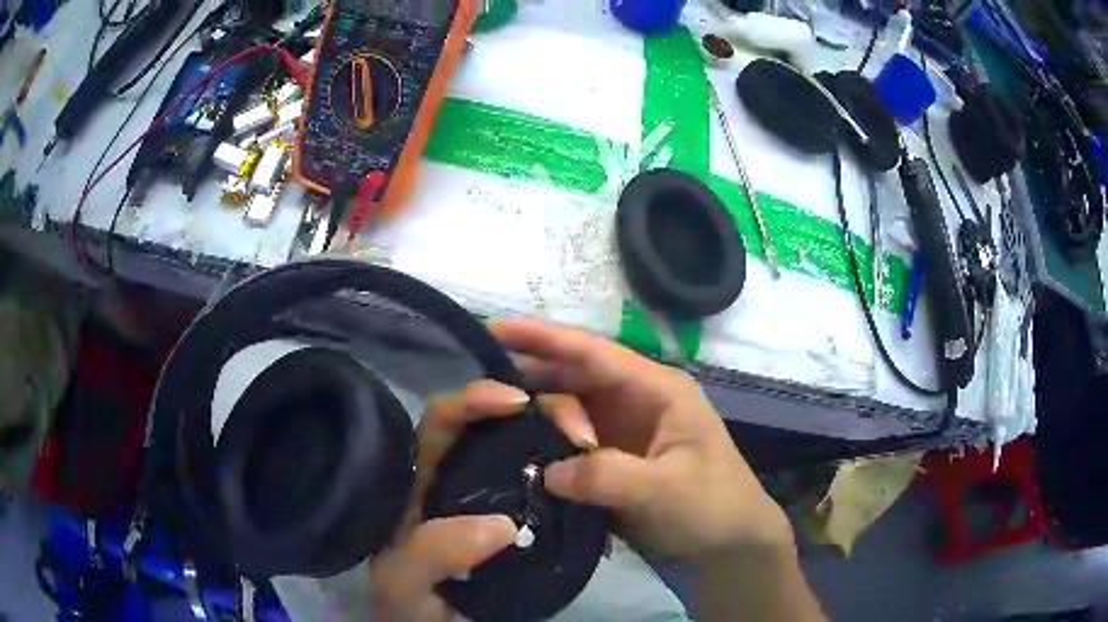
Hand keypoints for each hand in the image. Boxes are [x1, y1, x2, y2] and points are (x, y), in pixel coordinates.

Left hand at [370, 378, 592, 620]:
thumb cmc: (410, 605)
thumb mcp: (405, 581)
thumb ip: (433, 553)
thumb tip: (501, 525)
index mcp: (421, 481)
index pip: (442, 422)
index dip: (474, 400)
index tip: (517, 402)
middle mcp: (458, 480)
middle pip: (492, 427)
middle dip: (532, 412)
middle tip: (575, 427)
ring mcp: (494, 500)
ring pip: (525, 452)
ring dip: (557, 441)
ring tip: (590, 447)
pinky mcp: (524, 522)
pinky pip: (550, 489)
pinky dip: (570, 478)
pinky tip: (593, 481)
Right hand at [490, 316, 791, 558]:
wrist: (729, 547)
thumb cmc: (713, 507)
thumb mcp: (666, 490)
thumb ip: (606, 476)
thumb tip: (546, 471)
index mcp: (655, 389)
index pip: (592, 353)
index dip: (543, 337)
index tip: (493, 326)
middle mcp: (633, 401)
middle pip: (572, 378)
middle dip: (530, 381)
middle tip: (482, 396)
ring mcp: (619, 432)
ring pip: (565, 411)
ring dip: (534, 419)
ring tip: (491, 428)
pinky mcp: (609, 462)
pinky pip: (566, 444)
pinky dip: (543, 447)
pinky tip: (513, 455)